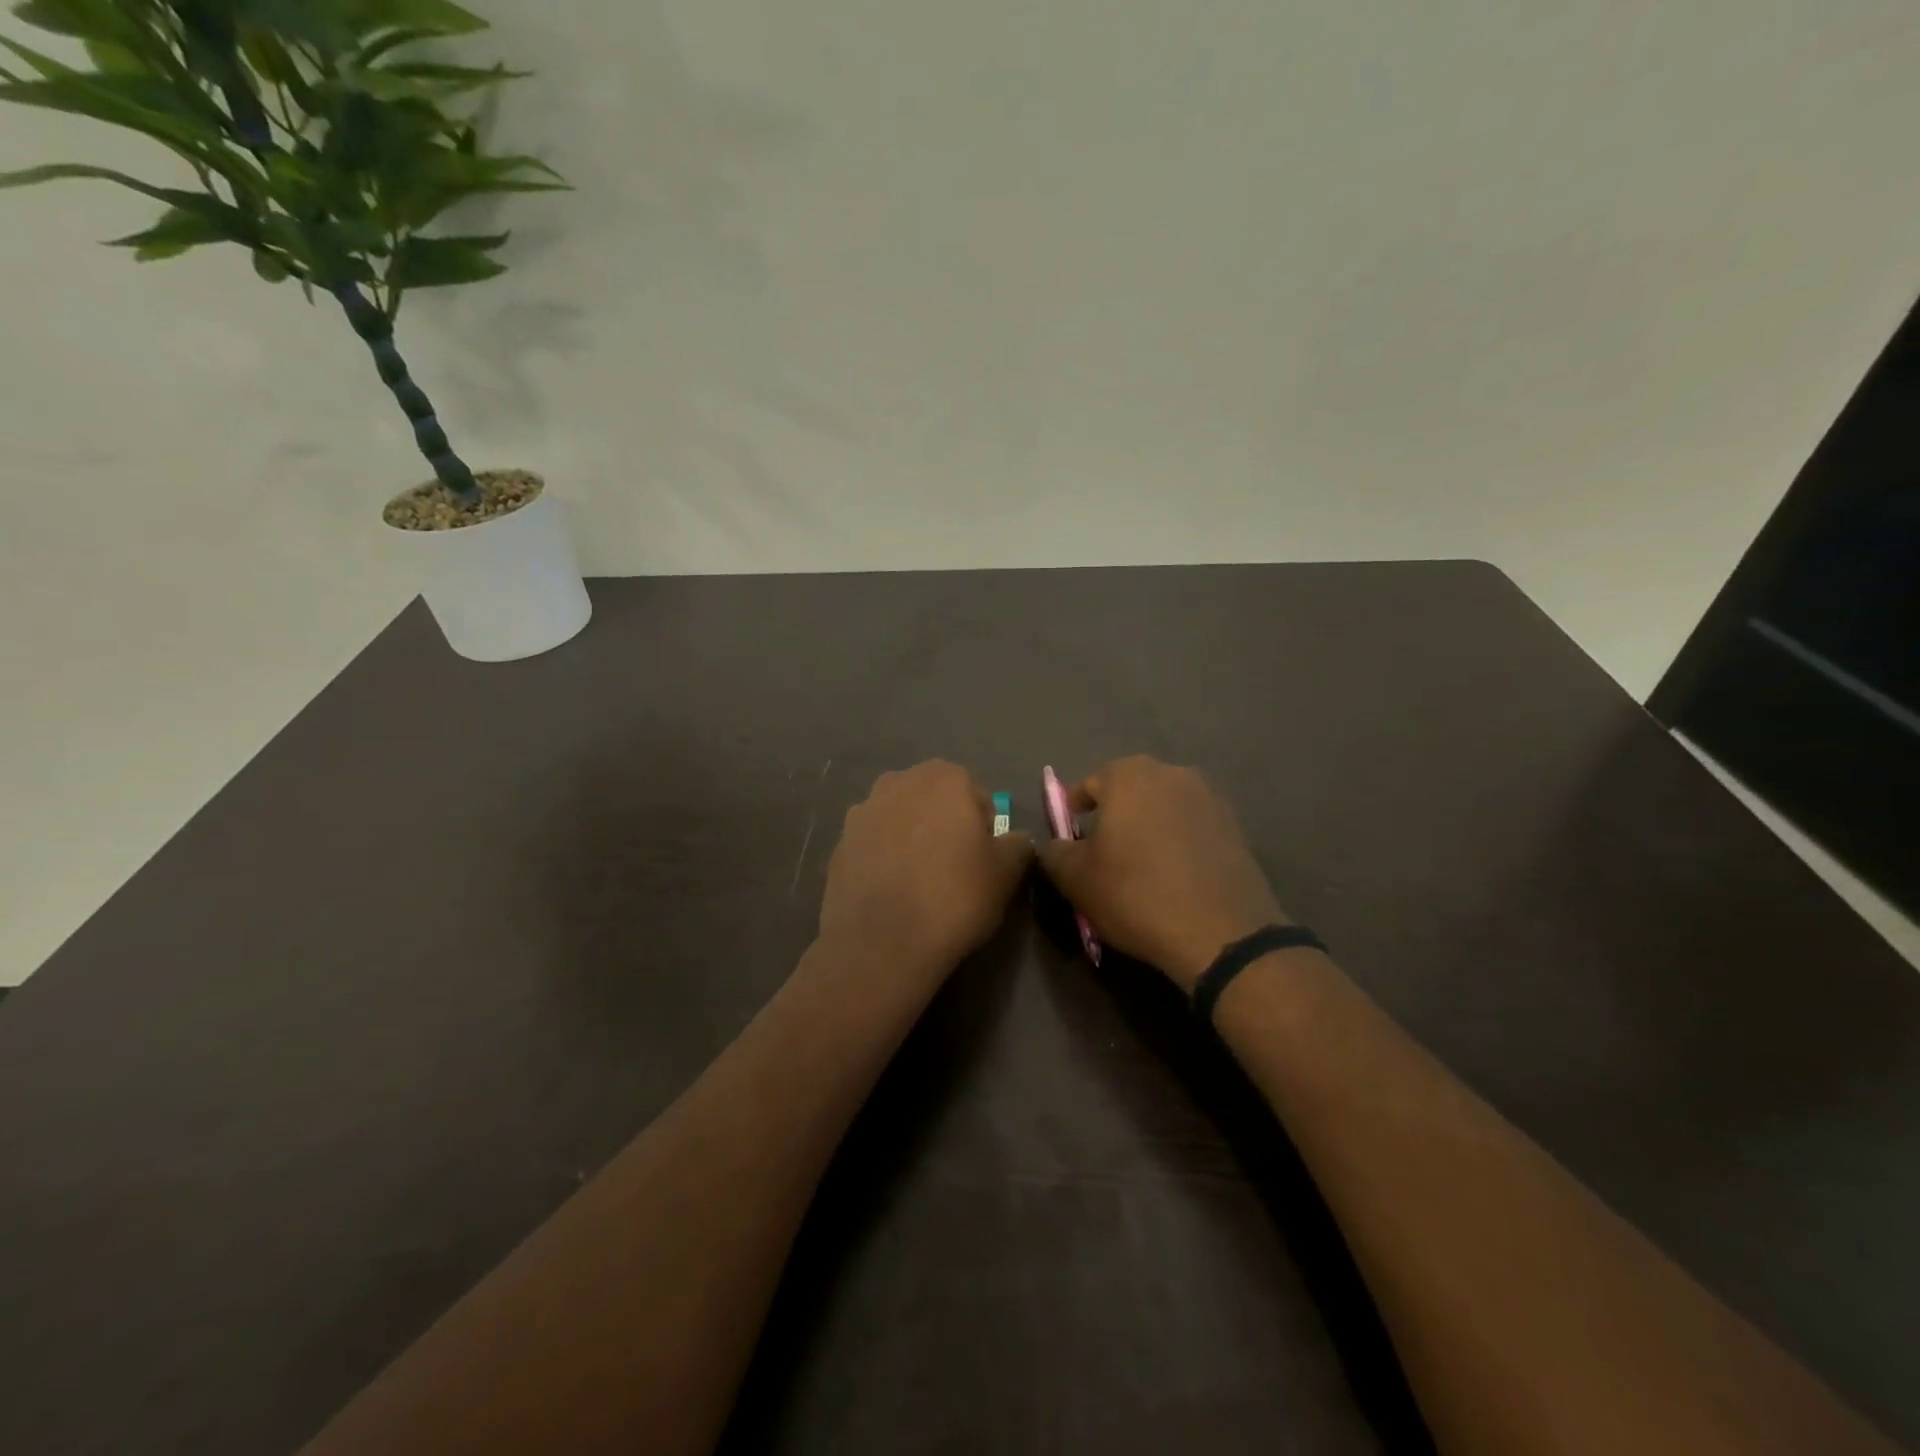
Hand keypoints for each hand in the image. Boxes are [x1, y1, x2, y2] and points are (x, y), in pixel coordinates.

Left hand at [818, 761, 1034, 981]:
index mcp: (945, 778)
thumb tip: (1014, 840)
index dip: (984, 829)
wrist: (881, 942)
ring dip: (911, 838)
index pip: (977, 797)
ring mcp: (863, 810)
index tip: (982, 862)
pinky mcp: (839, 842)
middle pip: (935, 801)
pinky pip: (874, 843)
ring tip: (919, 882)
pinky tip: (891, 891)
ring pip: (901, 819)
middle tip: (953, 870)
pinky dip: (884, 858)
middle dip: (945, 826)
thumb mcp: (1007, 873)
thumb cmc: (954, 897)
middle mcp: (900, 781)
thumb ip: (1018, 845)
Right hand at [1037, 756, 1286, 990]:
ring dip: (1149, 825)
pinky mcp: (1236, 826)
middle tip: (1104, 850)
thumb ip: (1056, 852)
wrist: (1221, 933)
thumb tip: (1058, 845)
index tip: (1071, 837)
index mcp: (1129, 776)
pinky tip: (1174, 874)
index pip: (1090, 784)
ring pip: (1164, 806)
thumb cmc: (1136, 895)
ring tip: (1141, 863)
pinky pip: (1193, 826)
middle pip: (1130, 789)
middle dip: (1114, 814)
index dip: (1075, 810)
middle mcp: (1172, 773)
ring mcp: (1210, 797)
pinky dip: (1178, 841)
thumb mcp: (1075, 879)